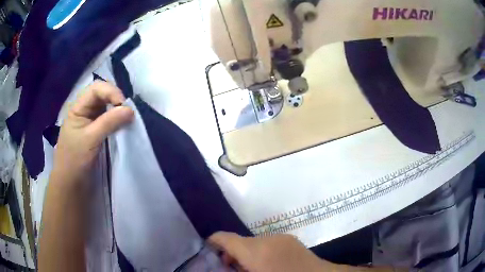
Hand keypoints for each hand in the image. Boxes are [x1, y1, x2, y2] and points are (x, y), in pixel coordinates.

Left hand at [52, 81, 133, 185]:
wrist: (71, 184)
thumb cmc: (75, 160)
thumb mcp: (90, 139)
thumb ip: (109, 122)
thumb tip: (131, 110)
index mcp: (78, 108)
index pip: (96, 89)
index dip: (111, 92)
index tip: (124, 106)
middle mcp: (84, 110)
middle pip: (102, 94)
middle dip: (116, 99)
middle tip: (127, 112)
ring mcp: (90, 121)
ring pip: (106, 106)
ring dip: (117, 109)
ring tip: (127, 118)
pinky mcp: (96, 131)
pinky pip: (108, 119)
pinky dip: (116, 119)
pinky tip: (122, 125)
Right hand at [209, 232, 337, 271]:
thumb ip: (237, 269)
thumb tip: (227, 266)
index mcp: (257, 250)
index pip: (226, 238)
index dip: (213, 242)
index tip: (207, 252)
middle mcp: (269, 239)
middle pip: (240, 241)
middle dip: (231, 254)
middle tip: (230, 269)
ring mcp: (283, 239)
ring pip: (255, 244)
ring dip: (247, 255)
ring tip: (250, 270)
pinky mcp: (292, 241)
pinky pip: (269, 245)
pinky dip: (261, 253)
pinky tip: (267, 267)